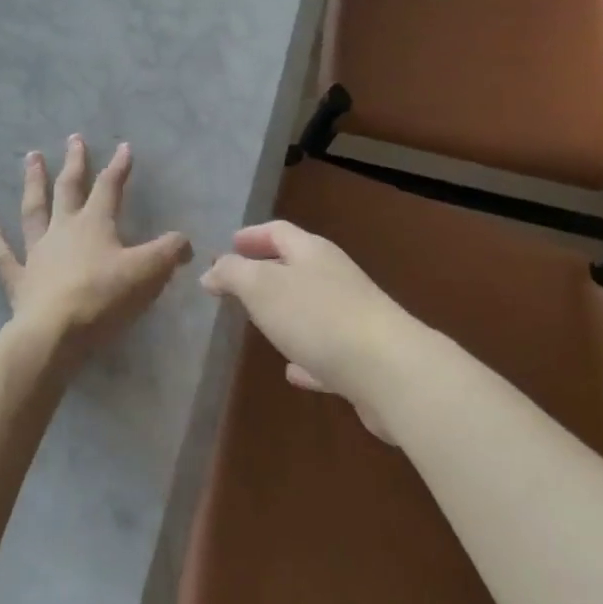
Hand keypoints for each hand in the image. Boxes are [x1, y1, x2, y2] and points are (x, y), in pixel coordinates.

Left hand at [0, 137, 192, 365]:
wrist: (55, 333)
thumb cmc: (103, 298)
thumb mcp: (147, 273)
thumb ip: (168, 253)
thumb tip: (186, 241)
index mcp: (95, 224)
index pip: (110, 187)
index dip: (119, 166)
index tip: (124, 147)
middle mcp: (64, 229)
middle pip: (69, 188)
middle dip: (74, 163)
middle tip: (73, 138)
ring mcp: (37, 252)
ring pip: (34, 209)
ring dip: (33, 182)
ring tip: (30, 157)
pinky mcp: (19, 280)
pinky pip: (2, 255)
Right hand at [201, 221, 428, 442]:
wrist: (391, 372)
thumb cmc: (319, 317)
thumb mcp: (262, 287)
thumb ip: (233, 274)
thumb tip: (211, 271)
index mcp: (312, 252)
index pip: (278, 231)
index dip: (252, 236)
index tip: (229, 244)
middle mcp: (335, 276)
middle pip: (297, 266)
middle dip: (267, 271)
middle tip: (238, 284)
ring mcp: (352, 316)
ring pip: (311, 307)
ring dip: (286, 312)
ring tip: (260, 324)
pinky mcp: (363, 358)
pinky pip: (326, 350)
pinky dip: (306, 355)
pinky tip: (293, 372)